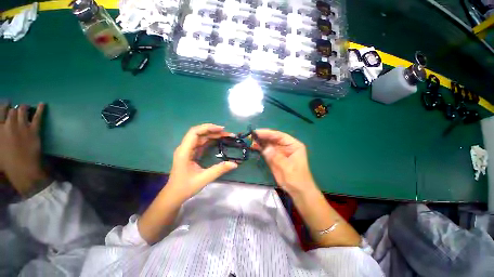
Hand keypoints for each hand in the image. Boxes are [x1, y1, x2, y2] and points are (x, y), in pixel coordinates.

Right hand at [0, 103, 48, 195]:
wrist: (22, 169)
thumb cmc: (6, 163)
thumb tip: (1, 129)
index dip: (3, 107)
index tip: (5, 105)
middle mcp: (8, 124)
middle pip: (11, 109)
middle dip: (13, 108)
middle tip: (16, 109)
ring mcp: (22, 126)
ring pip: (22, 110)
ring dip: (24, 108)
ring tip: (26, 108)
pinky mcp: (34, 130)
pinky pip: (37, 116)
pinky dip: (40, 109)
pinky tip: (42, 103)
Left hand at [167, 124, 237, 200]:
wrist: (174, 195)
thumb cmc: (186, 187)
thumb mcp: (204, 178)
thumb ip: (219, 170)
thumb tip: (235, 164)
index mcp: (184, 151)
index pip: (194, 132)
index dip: (208, 128)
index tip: (221, 129)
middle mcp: (185, 148)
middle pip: (198, 133)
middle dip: (213, 131)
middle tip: (227, 133)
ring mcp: (187, 150)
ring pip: (200, 137)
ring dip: (212, 135)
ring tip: (225, 136)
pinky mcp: (191, 153)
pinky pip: (201, 143)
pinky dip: (210, 140)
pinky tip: (218, 141)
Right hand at [252, 129, 317, 195]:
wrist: (297, 191)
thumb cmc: (297, 179)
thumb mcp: (288, 168)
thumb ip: (276, 157)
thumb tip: (265, 149)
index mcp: (293, 145)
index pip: (280, 136)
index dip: (268, 133)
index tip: (257, 132)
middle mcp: (286, 146)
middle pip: (273, 138)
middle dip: (263, 136)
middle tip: (251, 135)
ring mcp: (279, 151)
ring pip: (268, 144)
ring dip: (260, 141)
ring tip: (251, 139)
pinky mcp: (274, 157)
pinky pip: (266, 151)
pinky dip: (260, 148)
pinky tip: (254, 146)